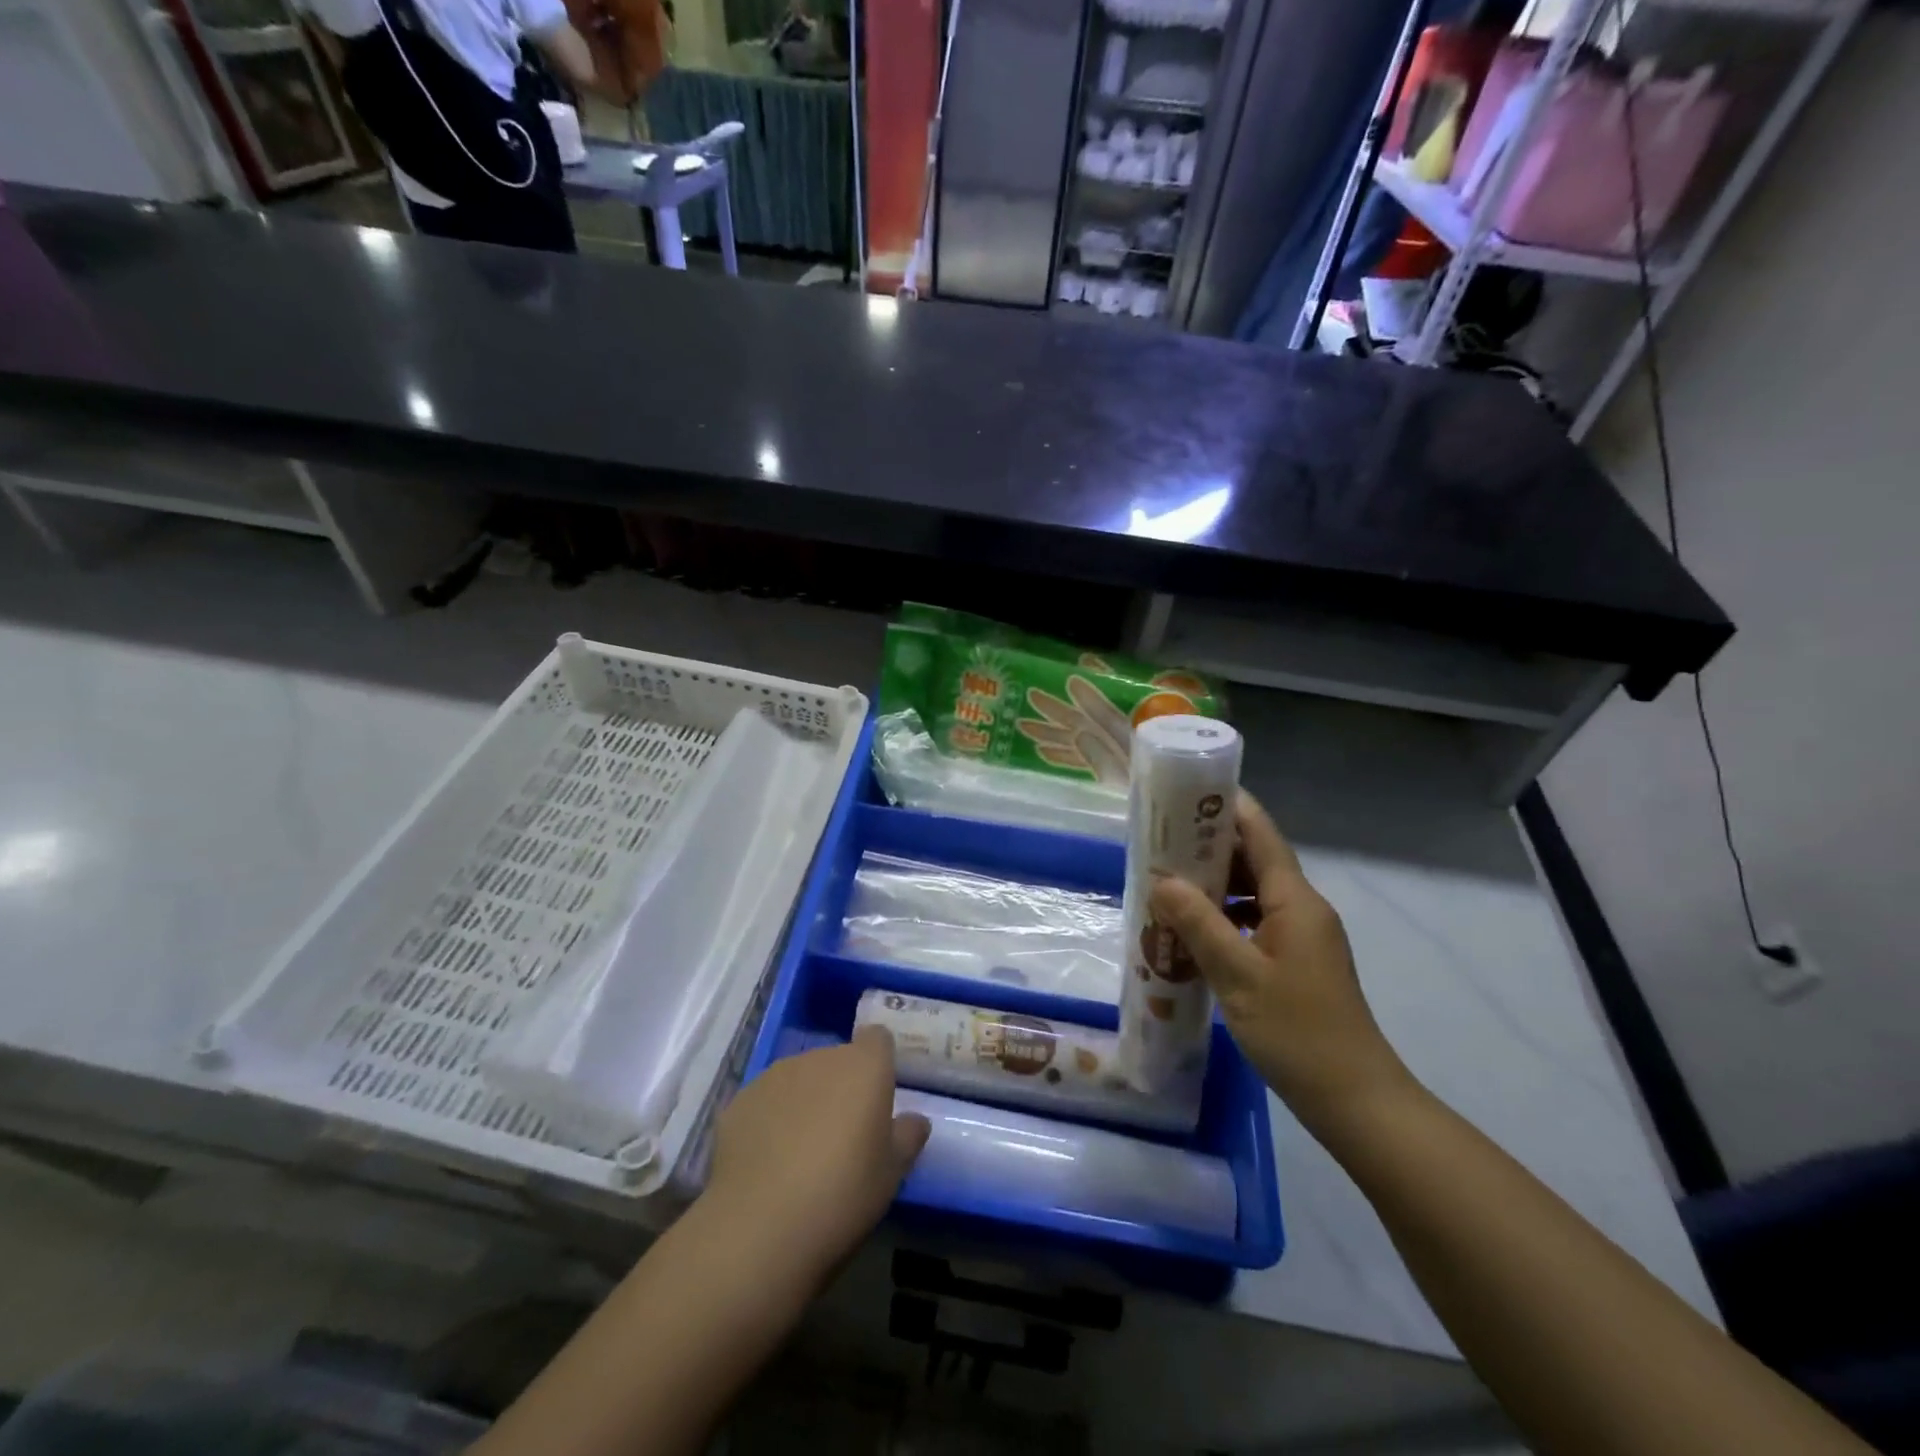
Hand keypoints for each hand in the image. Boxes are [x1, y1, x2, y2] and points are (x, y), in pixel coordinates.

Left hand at [702, 1027, 929, 1284]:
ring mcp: (775, 1075)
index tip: (878, 1096)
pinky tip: (767, 1162)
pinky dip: (770, 1120)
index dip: (879, 1062)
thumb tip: (915, 1120)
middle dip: (841, 1086)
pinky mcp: (740, 1100)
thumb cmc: (843, 1194)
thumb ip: (907, 1137)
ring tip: (801, 1152)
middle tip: (843, 1135)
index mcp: (864, 1066)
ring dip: (805, 1101)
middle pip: (837, 1060)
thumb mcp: (891, 1174)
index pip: (877, 1039)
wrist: (760, 1226)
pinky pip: (765, 1101)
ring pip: (799, 1078)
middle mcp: (820, 1057)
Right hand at [1149, 793, 1411, 1131]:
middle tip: (1160, 840)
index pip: (1261, 834)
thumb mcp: (1238, 975)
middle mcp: (1302, 909)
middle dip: (1209, 847)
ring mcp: (1302, 936)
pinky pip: (1255, 921)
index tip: (1185, 791)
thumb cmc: (1297, 1032)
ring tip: (1167, 883)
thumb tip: (1162, 880)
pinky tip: (1192, 932)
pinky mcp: (1296, 961)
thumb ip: (1198, 923)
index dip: (1227, 807)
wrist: (1355, 1099)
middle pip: (1255, 859)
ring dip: (1214, 885)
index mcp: (1295, 901)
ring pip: (1253, 892)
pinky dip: (1224, 917)